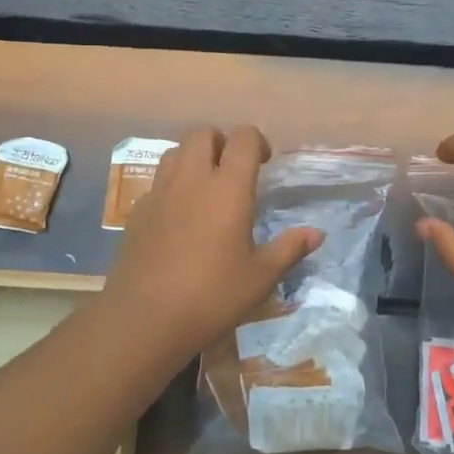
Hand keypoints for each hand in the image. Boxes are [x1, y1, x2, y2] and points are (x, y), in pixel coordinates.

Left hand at [95, 125, 322, 366]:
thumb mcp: (260, 278)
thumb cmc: (211, 296)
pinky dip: (172, 185)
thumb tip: (316, 233)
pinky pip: (157, 181)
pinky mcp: (137, 211)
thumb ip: (288, 249)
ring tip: (206, 189)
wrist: (144, 319)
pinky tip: (180, 217)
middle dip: (221, 142)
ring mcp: (159, 193)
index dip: (256, 142)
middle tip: (233, 171)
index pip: (242, 138)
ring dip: (193, 158)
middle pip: (202, 133)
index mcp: (228, 188)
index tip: (264, 164)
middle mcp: (191, 179)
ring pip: (175, 152)